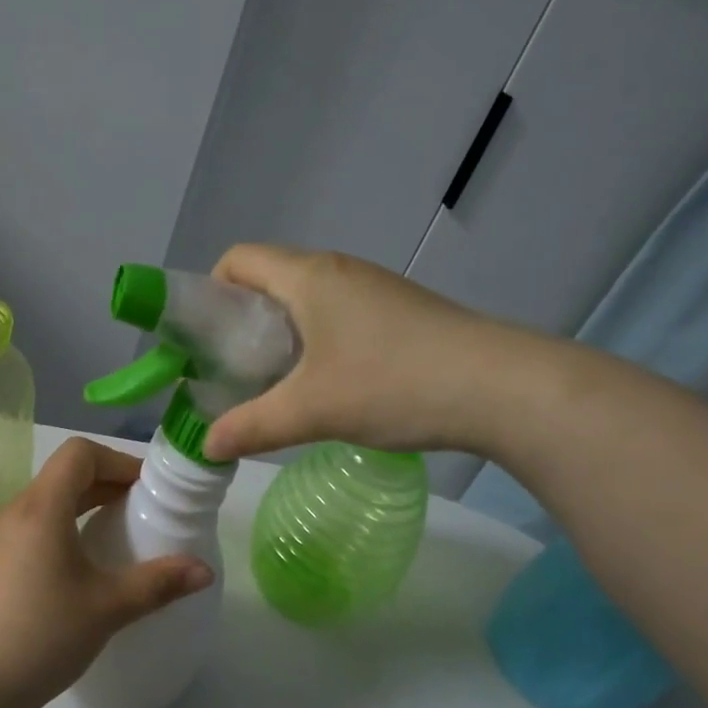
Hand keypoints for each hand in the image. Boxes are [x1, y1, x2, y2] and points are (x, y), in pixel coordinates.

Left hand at [0, 439, 213, 707]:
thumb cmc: (43, 635)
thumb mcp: (108, 607)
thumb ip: (159, 583)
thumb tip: (204, 571)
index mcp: (41, 508)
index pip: (79, 453)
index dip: (117, 461)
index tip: (145, 490)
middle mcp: (13, 512)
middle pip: (63, 475)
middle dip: (105, 484)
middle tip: (140, 511)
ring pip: (45, 503)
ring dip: (82, 507)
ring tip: (113, 538)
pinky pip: (29, 528)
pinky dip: (59, 529)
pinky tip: (76, 570)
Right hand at [202, 245, 547, 461]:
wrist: (502, 388)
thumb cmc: (393, 383)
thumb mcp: (310, 410)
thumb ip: (250, 427)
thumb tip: (205, 447)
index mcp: (308, 277)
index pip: (238, 260)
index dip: (210, 292)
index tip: (205, 340)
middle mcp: (337, 271)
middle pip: (268, 279)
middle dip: (240, 322)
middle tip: (231, 370)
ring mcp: (372, 290)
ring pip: (304, 301)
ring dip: (279, 336)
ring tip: (273, 383)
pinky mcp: (398, 313)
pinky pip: (336, 315)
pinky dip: (313, 342)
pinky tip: (324, 386)